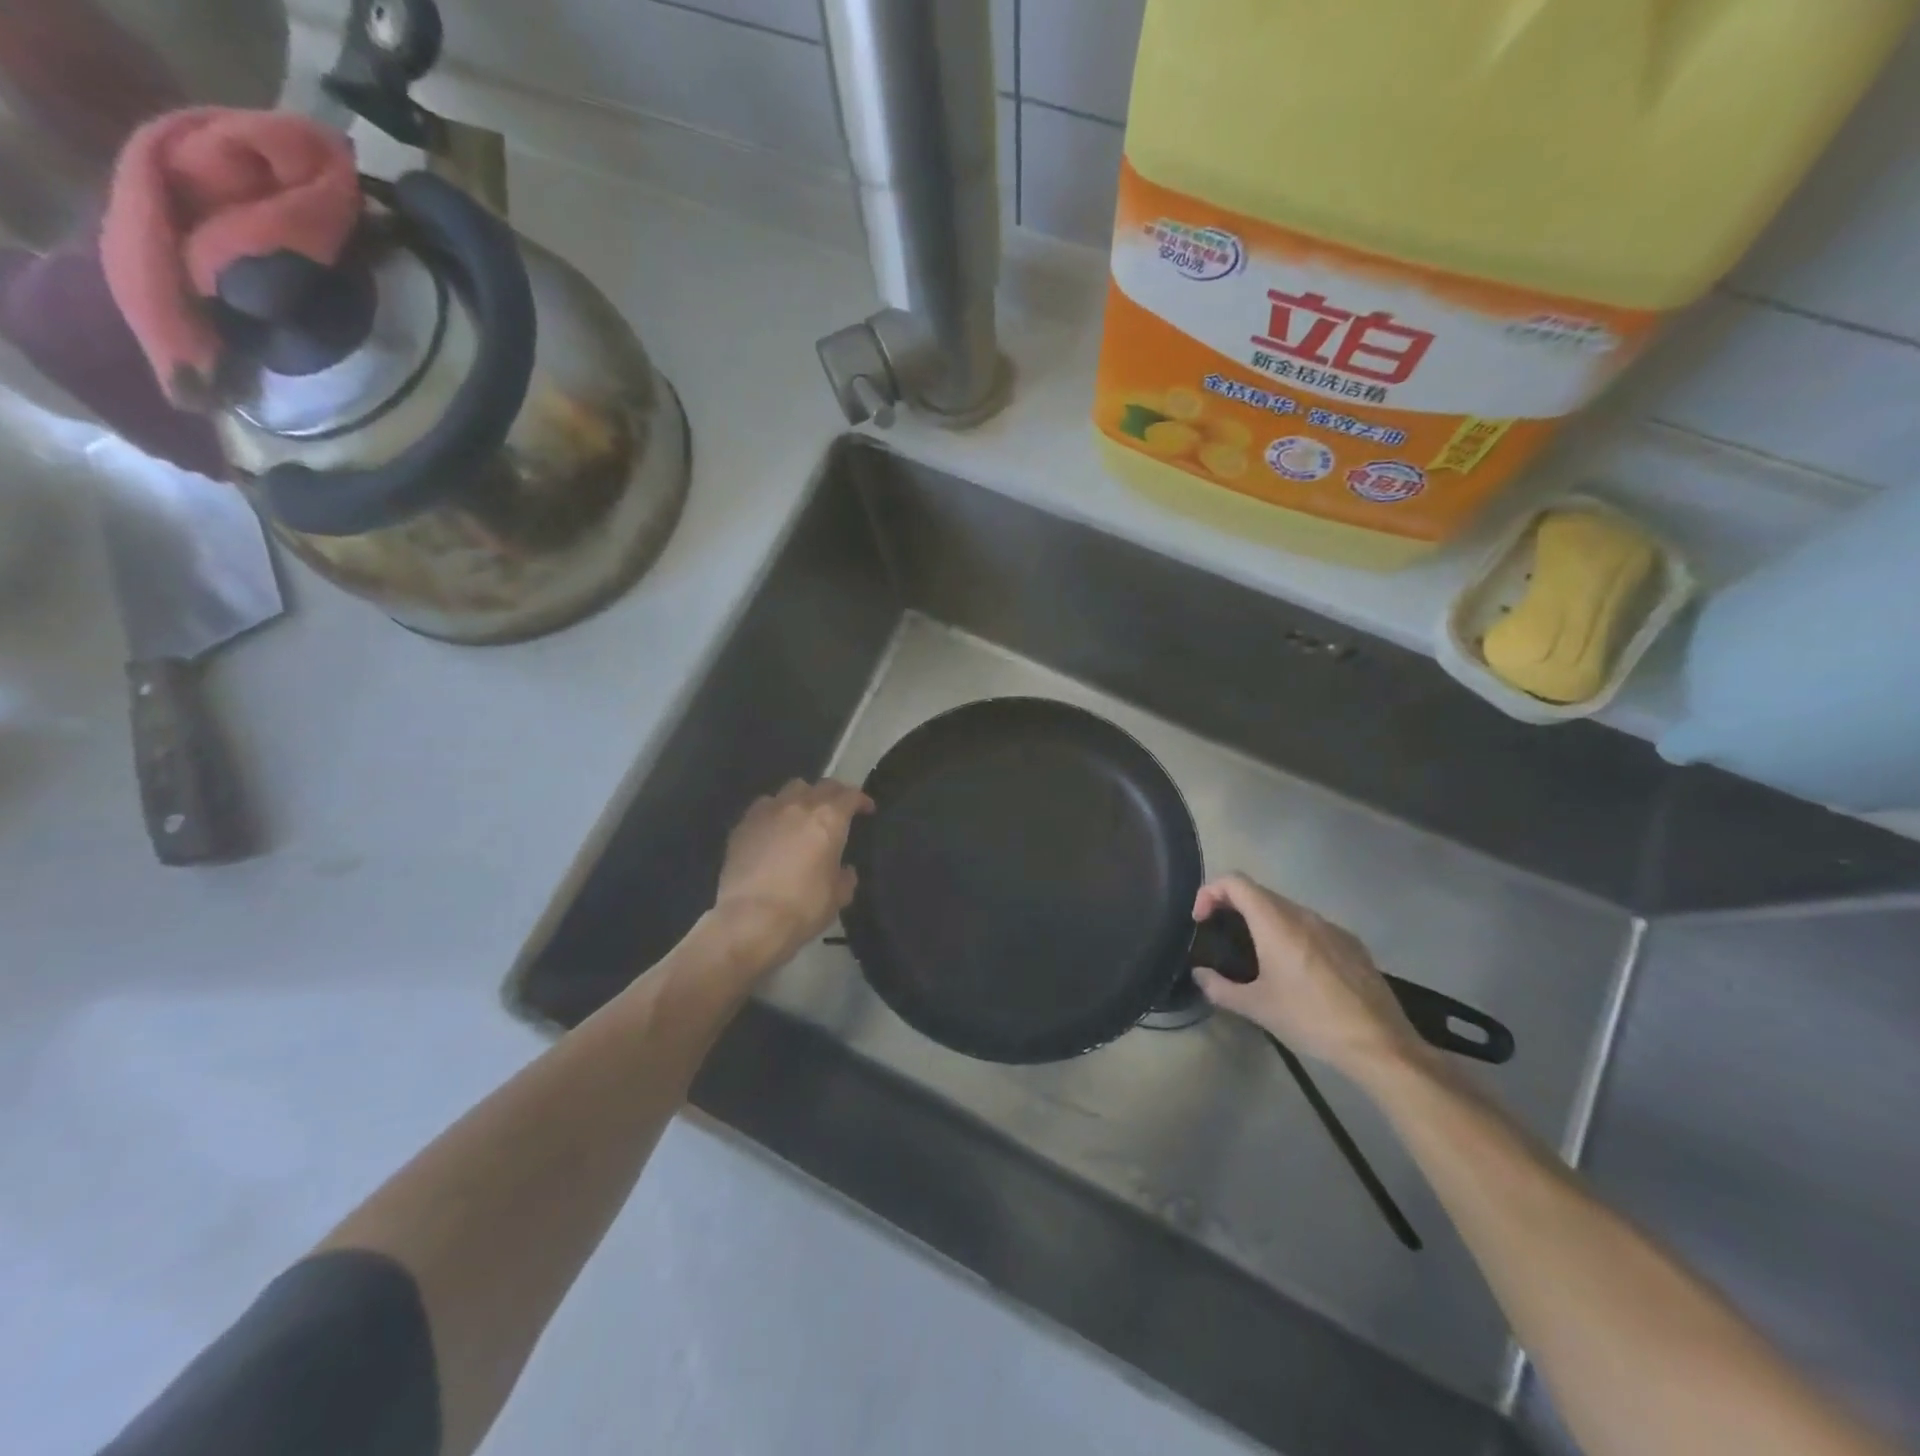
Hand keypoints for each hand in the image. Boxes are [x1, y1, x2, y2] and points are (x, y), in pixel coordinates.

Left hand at [711, 779, 872, 971]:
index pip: (850, 795)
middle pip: (821, 785)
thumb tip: (843, 870)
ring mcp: (767, 812)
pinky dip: (775, 812)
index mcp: (829, 819)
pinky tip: (774, 829)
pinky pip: (764, 806)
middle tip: (839, 809)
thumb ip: (845, 877)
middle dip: (834, 794)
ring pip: (790, 789)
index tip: (867, 809)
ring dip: (803, 798)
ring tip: (803, 815)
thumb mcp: (838, 897)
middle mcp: (799, 806)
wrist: (750, 919)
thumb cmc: (803, 907)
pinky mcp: (743, 825)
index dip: (861, 800)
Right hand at [1190, 874, 1420, 1077]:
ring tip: (1256, 955)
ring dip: (1263, 920)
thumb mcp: (1257, 1008)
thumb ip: (1220, 988)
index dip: (1210, 892)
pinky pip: (1311, 926)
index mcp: (1276, 923)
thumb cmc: (1310, 1019)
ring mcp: (1332, 927)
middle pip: (1259, 893)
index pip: (1235, 882)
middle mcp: (1304, 915)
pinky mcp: (1352, 944)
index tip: (1201, 920)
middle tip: (1220, 936)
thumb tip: (1200, 975)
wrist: (1380, 1044)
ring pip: (1287, 909)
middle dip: (1233, 906)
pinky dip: (1292, 934)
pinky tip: (1296, 971)